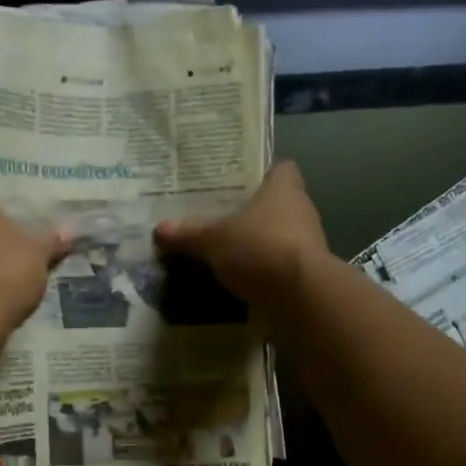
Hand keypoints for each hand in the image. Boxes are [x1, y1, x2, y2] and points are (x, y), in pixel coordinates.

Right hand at [154, 160, 328, 307]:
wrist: (298, 296)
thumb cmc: (258, 248)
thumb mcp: (213, 240)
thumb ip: (188, 234)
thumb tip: (158, 229)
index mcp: (284, 188)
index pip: (280, 169)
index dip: (262, 174)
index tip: (239, 185)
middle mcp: (301, 210)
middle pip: (276, 205)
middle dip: (252, 214)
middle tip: (220, 221)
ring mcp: (307, 245)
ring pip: (278, 237)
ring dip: (257, 245)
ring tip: (224, 254)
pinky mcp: (305, 275)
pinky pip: (278, 268)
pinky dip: (261, 274)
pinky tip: (238, 282)